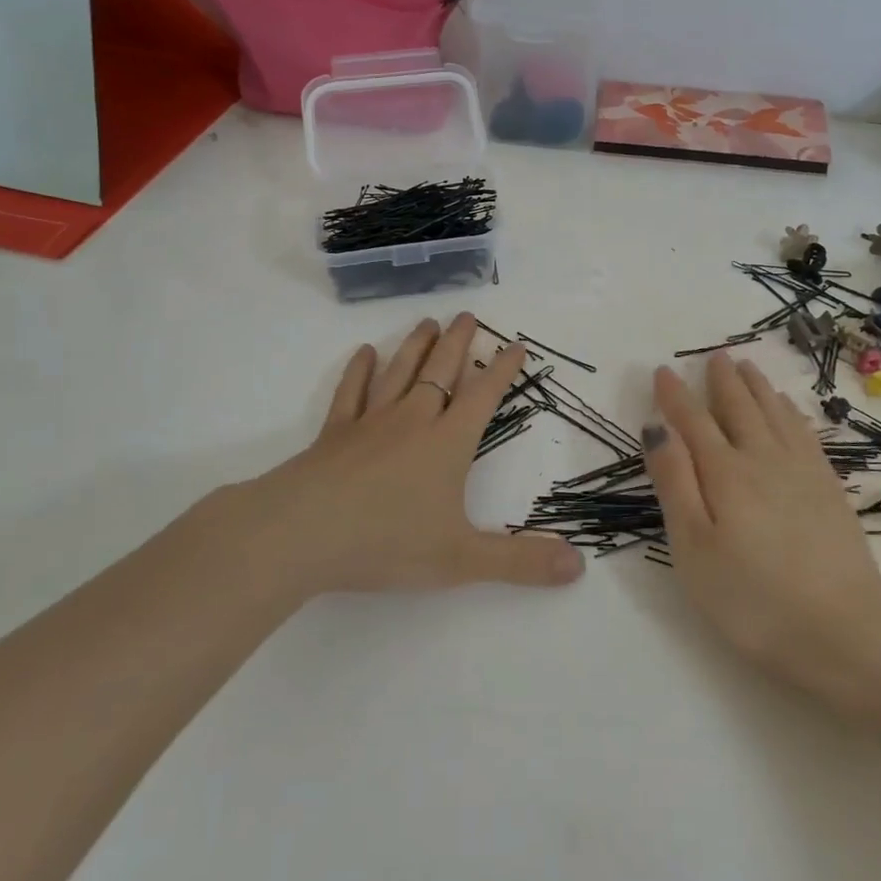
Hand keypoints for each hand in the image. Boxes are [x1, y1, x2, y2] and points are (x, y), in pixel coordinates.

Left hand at [217, 313, 584, 603]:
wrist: (302, 533)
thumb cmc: (386, 542)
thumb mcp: (461, 559)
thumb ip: (520, 562)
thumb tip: (578, 565)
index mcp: (447, 443)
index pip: (483, 396)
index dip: (502, 370)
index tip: (516, 344)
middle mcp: (413, 421)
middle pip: (441, 371)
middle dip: (458, 342)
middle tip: (467, 314)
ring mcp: (370, 423)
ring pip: (399, 373)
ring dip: (416, 346)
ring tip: (428, 322)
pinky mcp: (335, 434)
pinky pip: (351, 393)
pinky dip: (359, 371)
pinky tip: (365, 353)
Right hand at [643, 353, 880, 715]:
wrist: (846, 629)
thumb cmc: (753, 598)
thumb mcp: (693, 548)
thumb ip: (674, 482)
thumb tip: (657, 427)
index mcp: (724, 472)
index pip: (692, 421)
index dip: (674, 395)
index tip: (663, 370)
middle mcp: (762, 458)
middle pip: (739, 407)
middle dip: (722, 380)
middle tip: (715, 356)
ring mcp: (801, 470)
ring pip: (774, 413)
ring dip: (757, 387)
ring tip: (747, 367)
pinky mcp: (829, 487)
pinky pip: (804, 432)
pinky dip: (790, 412)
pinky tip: (788, 409)